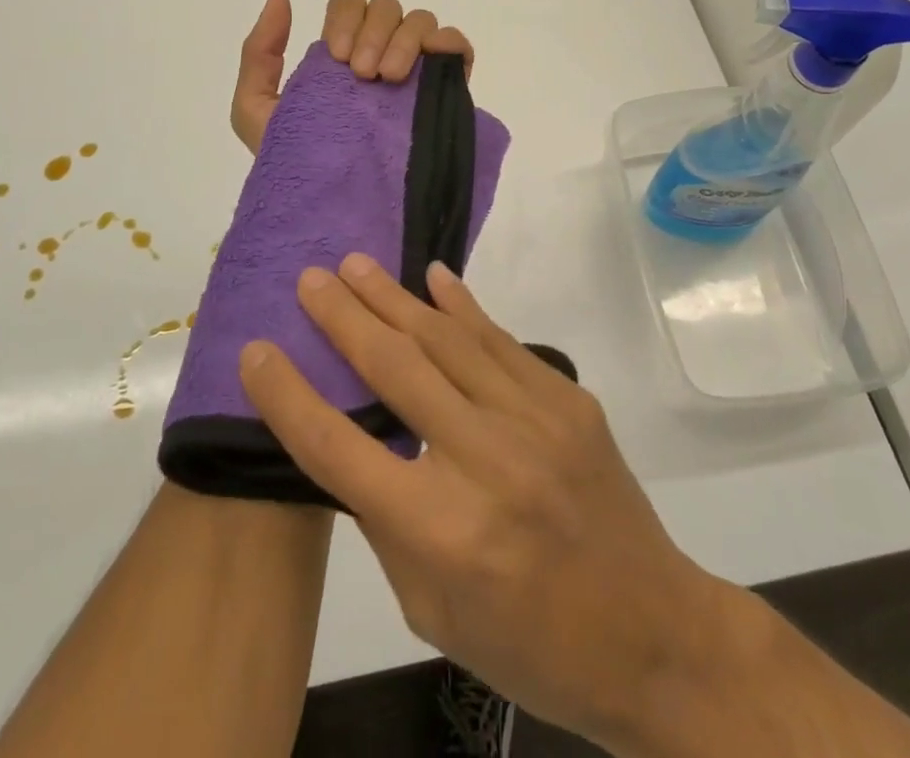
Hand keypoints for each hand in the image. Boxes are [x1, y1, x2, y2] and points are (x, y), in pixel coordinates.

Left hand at [229, 0, 474, 154]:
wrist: (330, 208)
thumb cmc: (293, 161)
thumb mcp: (256, 108)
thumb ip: (259, 53)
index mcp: (342, 53)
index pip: (350, 6)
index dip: (346, 19)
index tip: (339, 57)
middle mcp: (380, 53)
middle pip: (386, 8)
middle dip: (374, 32)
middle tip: (363, 75)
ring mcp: (416, 70)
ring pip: (420, 21)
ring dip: (405, 41)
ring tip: (389, 80)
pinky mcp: (446, 91)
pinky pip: (456, 47)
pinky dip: (448, 43)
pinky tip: (430, 65)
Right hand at [237, 254, 730, 752]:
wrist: (653, 634)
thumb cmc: (530, 644)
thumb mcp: (433, 611)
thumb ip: (388, 523)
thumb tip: (356, 443)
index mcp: (438, 530)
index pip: (338, 448)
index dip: (288, 397)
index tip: (256, 351)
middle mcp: (482, 460)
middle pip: (393, 370)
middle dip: (343, 318)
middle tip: (310, 279)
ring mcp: (532, 420)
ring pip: (446, 340)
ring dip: (395, 297)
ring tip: (357, 265)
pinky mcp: (567, 400)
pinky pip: (501, 340)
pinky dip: (463, 306)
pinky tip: (434, 277)